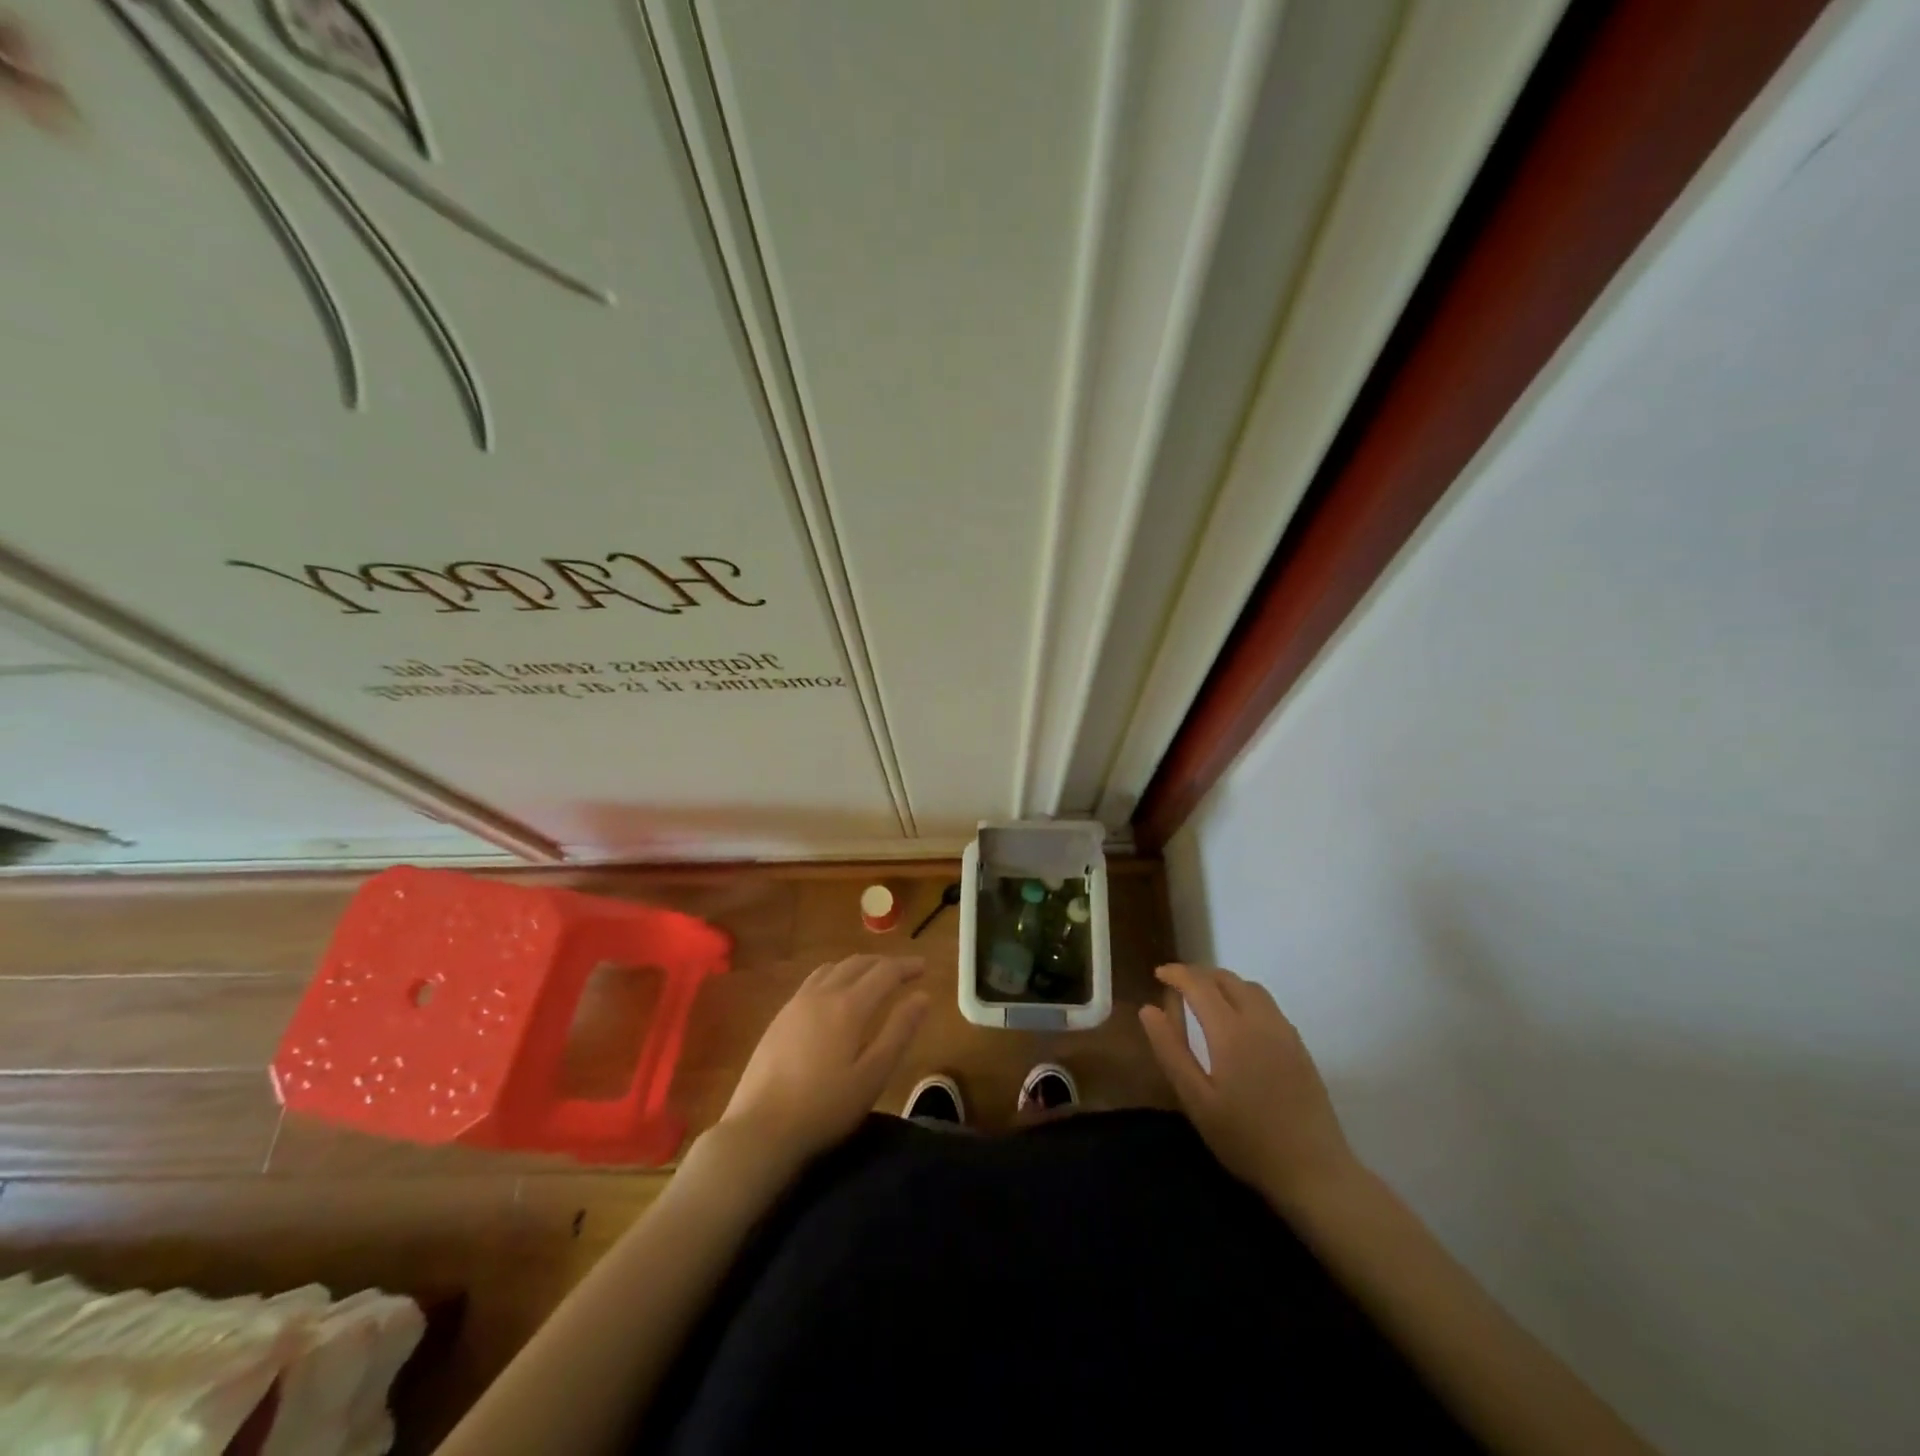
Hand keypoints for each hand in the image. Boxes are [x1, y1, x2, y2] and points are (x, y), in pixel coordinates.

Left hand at [718, 955, 928, 1167]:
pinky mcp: (780, 1017)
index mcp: (849, 1006)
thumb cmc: (824, 1107)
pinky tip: (835, 995)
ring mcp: (796, 1003)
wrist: (760, 1129)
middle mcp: (822, 994)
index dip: (906, 966)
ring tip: (872, 979)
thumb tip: (921, 996)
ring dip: (858, 966)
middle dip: (884, 963)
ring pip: (833, 968)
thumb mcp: (872, 1075)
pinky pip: (814, 980)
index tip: (924, 967)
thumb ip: (899, 1032)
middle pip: (858, 963)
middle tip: (904, 973)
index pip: (884, 972)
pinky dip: (835, 976)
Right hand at [1140, 964, 1357, 1207]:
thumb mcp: (1196, 1101)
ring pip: (1250, 988)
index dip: (1176, 973)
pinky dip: (1244, 997)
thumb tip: (1148, 1009)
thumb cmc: (1246, 1139)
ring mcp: (1284, 1032)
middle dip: (1198, 974)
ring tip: (1204, 998)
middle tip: (1176, 985)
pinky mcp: (1299, 1046)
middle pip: (1227, 979)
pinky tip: (1237, 1021)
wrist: (1315, 1171)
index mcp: (1231, 1031)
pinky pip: (1267, 1005)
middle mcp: (1260, 1021)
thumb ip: (1171, 1051)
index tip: (1158, 974)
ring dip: (1223, 983)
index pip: (1199, 984)